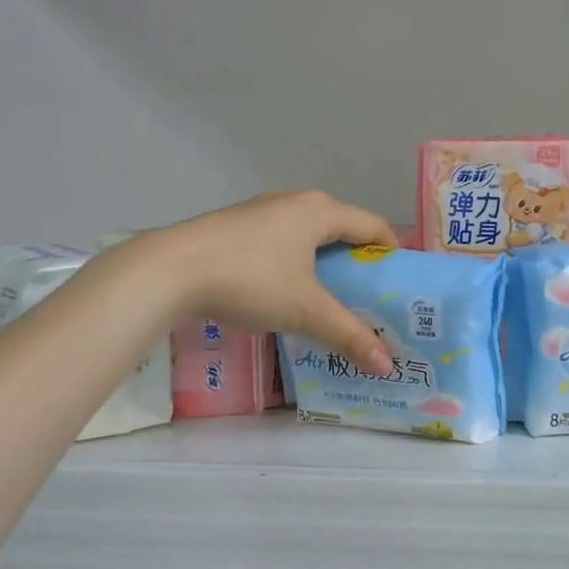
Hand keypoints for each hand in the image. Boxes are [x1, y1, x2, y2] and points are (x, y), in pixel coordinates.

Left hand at [114, 191, 399, 374]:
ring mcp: (261, 210)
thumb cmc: (250, 280)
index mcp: (320, 211)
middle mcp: (294, 202)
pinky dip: (295, 262)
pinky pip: (281, 240)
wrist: (168, 270)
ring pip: (307, 234)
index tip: (400, 284)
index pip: (373, 225)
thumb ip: (348, 335)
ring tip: (329, 297)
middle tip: (368, 296)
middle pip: (341, 227)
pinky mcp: (235, 226)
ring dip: (324, 262)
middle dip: (358, 260)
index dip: (392, 252)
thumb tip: (387, 366)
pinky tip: (284, 290)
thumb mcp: (305, 311)